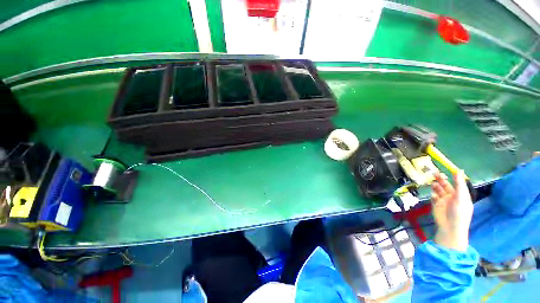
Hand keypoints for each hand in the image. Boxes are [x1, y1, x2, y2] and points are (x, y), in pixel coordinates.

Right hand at [431, 171, 472, 251]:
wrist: (450, 228)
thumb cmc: (459, 212)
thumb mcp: (461, 197)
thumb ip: (459, 184)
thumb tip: (459, 170)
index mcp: (461, 195)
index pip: (457, 183)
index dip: (452, 177)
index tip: (447, 170)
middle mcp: (452, 196)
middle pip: (445, 185)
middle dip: (440, 179)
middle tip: (434, 173)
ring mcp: (443, 200)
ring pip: (438, 190)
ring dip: (436, 186)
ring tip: (434, 184)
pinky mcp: (435, 204)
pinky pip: (433, 197)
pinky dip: (433, 195)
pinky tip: (433, 196)